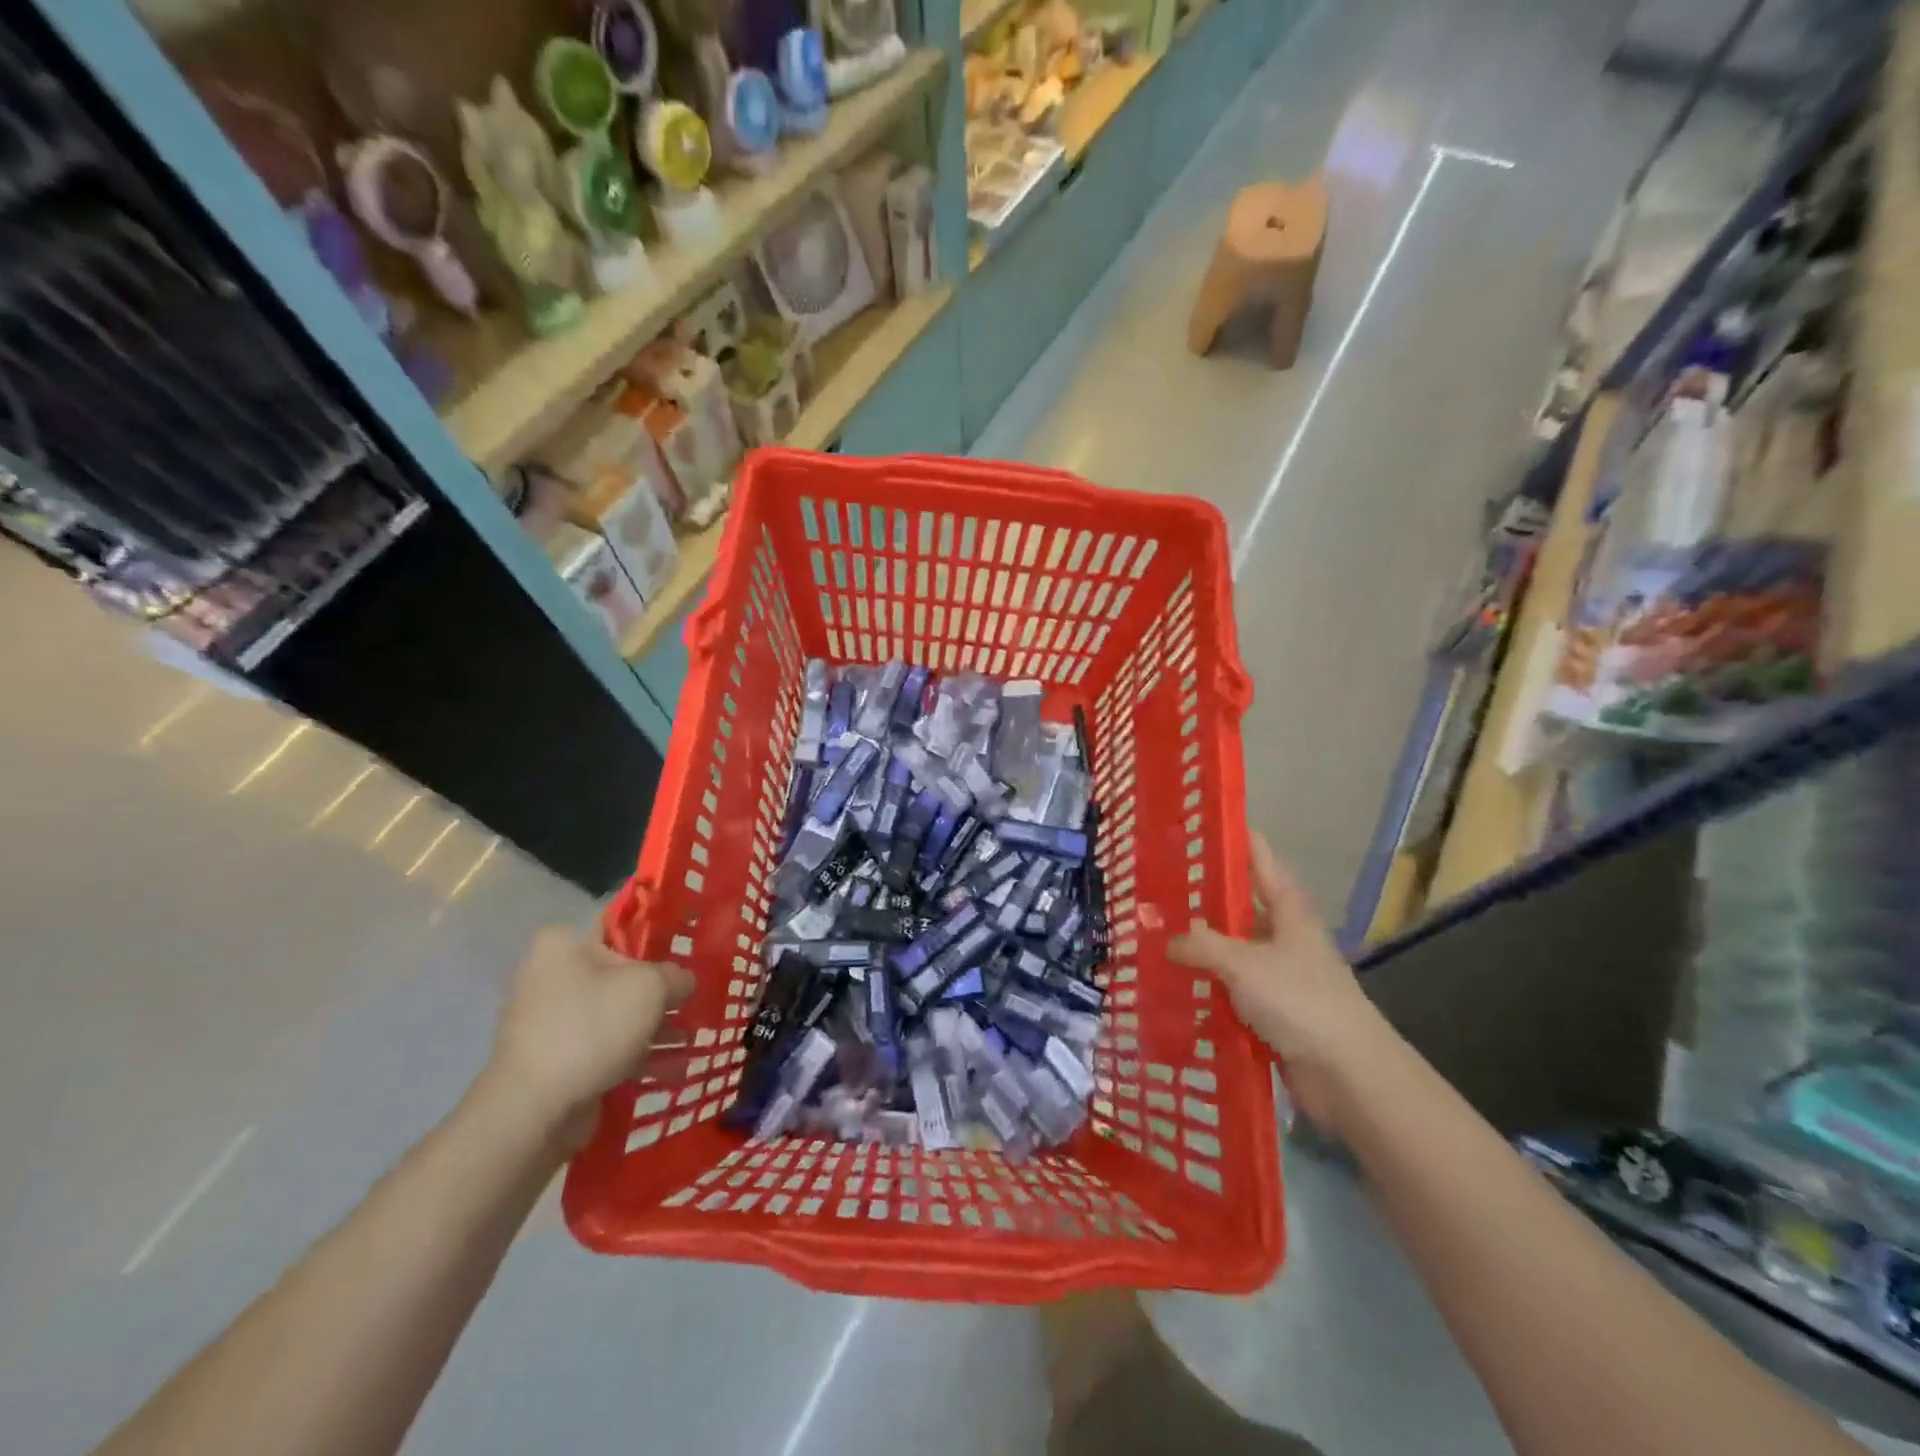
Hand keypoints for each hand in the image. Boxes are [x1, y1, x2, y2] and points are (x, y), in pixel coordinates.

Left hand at [487, 927, 694, 1147]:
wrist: (534, 1110)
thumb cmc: (591, 1027)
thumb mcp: (650, 987)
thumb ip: (675, 976)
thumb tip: (682, 982)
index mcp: (561, 945)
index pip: (619, 927)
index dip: (657, 937)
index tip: (687, 953)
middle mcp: (549, 976)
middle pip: (620, 973)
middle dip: (658, 990)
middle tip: (693, 998)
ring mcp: (550, 1020)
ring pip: (615, 1012)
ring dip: (650, 1025)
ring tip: (691, 1038)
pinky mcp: (555, 1059)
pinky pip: (605, 1045)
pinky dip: (633, 1053)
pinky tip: (670, 1067)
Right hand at [1168, 834, 1394, 1133]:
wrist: (1347, 1075)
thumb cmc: (1299, 1001)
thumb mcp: (1242, 963)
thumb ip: (1201, 945)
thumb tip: (1169, 939)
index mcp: (1288, 911)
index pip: (1260, 860)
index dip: (1235, 840)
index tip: (1201, 824)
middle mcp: (1285, 937)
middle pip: (1241, 907)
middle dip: (1203, 899)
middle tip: (1157, 887)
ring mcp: (1280, 976)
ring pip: (1232, 952)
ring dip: (1201, 950)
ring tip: (1154, 937)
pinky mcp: (1273, 1013)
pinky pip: (1232, 991)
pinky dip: (1207, 988)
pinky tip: (1175, 987)